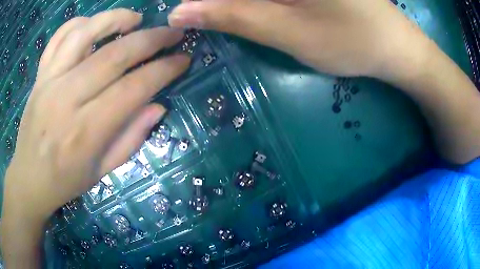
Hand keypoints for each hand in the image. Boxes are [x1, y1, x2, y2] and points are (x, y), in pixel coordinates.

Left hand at [2, 9, 189, 224]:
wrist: (29, 178)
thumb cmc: (65, 181)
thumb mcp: (102, 172)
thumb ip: (131, 139)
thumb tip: (158, 107)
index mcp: (86, 132)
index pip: (132, 89)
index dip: (163, 70)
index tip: (183, 59)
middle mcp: (66, 99)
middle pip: (114, 55)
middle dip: (151, 39)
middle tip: (173, 32)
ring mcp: (49, 81)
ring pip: (85, 34)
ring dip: (115, 19)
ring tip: (135, 19)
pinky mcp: (40, 75)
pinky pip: (59, 37)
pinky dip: (80, 23)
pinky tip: (94, 25)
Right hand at [168, 0, 427, 79]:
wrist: (394, 46)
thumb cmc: (350, 41)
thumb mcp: (286, 31)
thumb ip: (230, 16)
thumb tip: (179, 12)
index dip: (203, 1)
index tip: (190, 15)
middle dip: (219, 2)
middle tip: (219, 18)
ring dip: (239, 4)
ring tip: (249, 19)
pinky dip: (257, 3)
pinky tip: (262, 11)